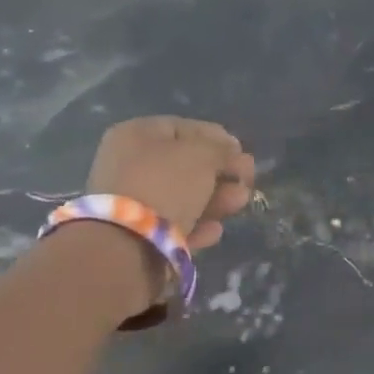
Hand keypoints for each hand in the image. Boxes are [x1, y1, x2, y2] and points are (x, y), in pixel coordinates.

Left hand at [86, 116, 254, 251]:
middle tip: (247, 179)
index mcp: (135, 135)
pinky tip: (216, 231)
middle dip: (220, 172)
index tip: (240, 151)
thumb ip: (220, 149)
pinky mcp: (138, 235)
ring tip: (240, 202)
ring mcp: (131, 202)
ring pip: (183, 196)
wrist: (126, 245)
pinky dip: (197, 225)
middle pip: (184, 165)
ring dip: (216, 199)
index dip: (215, 137)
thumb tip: (231, 151)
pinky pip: (174, 224)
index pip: (182, 128)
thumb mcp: (201, 155)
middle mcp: (129, 165)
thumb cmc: (165, 184)